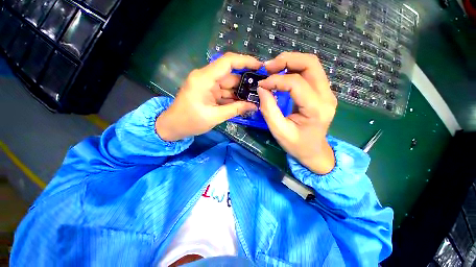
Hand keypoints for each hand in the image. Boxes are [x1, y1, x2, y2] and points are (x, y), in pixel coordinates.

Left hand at [156, 52, 261, 140]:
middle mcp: (206, 78)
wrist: (173, 127)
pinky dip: (234, 98)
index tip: (260, 66)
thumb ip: (235, 110)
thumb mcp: (215, 116)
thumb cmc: (190, 122)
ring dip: (241, 93)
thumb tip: (254, 106)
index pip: (227, 62)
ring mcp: (208, 85)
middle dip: (246, 83)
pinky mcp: (209, 92)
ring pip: (229, 85)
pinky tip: (244, 103)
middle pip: (231, 76)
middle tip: (261, 90)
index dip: (245, 61)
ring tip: (256, 98)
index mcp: (204, 79)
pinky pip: (224, 92)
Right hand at [257, 52, 337, 173]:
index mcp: (316, 109)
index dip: (276, 80)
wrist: (314, 152)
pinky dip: (294, 69)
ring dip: (290, 62)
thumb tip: (262, 88)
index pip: (296, 83)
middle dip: (286, 60)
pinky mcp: (322, 93)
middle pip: (310, 64)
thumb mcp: (279, 131)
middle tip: (268, 68)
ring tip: (272, 69)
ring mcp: (327, 93)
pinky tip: (281, 74)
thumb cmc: (296, 145)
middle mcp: (326, 96)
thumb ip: (269, 109)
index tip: (261, 85)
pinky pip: (310, 72)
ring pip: (311, 64)